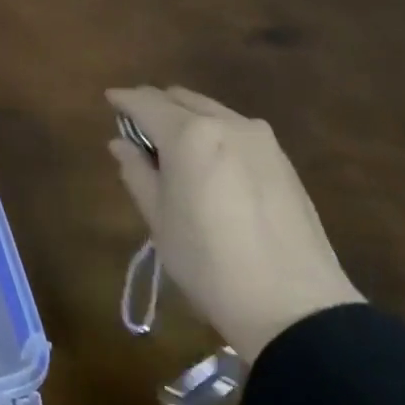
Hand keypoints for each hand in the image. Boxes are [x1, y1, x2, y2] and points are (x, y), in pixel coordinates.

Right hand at [106, 86, 363, 363]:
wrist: (294, 305)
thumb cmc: (208, 262)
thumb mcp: (158, 218)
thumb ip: (136, 171)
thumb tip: (121, 143)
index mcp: (189, 134)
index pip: (145, 102)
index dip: (123, 100)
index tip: (110, 101)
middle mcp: (225, 122)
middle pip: (180, 99)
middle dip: (155, 107)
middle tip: (137, 131)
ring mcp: (260, 139)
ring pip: (211, 111)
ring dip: (186, 118)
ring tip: (172, 149)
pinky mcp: (282, 160)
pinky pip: (236, 129)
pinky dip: (213, 133)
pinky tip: (208, 163)